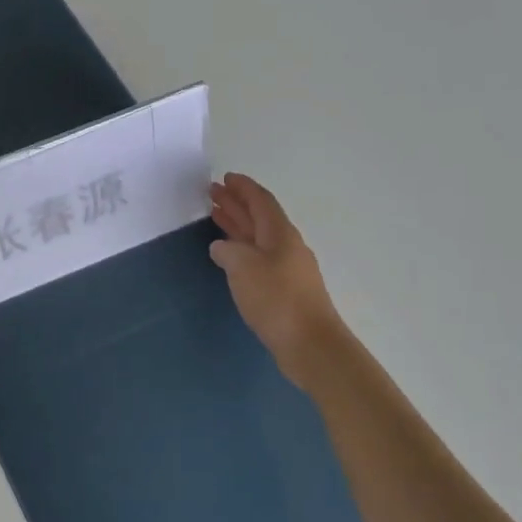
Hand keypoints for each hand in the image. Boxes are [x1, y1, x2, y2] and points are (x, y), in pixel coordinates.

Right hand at [209, 173, 342, 378]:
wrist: (309, 344)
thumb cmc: (276, 299)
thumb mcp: (243, 268)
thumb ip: (227, 251)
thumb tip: (221, 247)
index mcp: (280, 234)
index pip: (261, 201)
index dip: (243, 188)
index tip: (225, 177)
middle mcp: (286, 246)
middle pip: (259, 217)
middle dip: (236, 203)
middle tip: (212, 193)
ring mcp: (287, 268)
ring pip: (257, 237)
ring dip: (237, 225)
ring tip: (216, 215)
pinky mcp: (284, 289)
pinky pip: (258, 257)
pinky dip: (241, 248)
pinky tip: (229, 254)